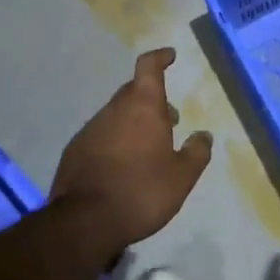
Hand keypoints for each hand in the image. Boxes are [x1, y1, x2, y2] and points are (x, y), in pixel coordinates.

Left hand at [51, 48, 212, 256]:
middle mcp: (114, 109)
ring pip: (116, 114)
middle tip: (169, 119)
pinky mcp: (75, 150)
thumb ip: (196, 153)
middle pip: (133, 91)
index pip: (149, 66)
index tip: (170, 56)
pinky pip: (100, 135)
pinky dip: (114, 141)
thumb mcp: (182, 177)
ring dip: (133, 122)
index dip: (160, 58)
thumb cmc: (141, 191)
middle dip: (152, 99)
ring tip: (148, 148)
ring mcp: (91, 128)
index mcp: (143, 106)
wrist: (84, 222)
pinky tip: (122, 166)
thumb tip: (204, 135)